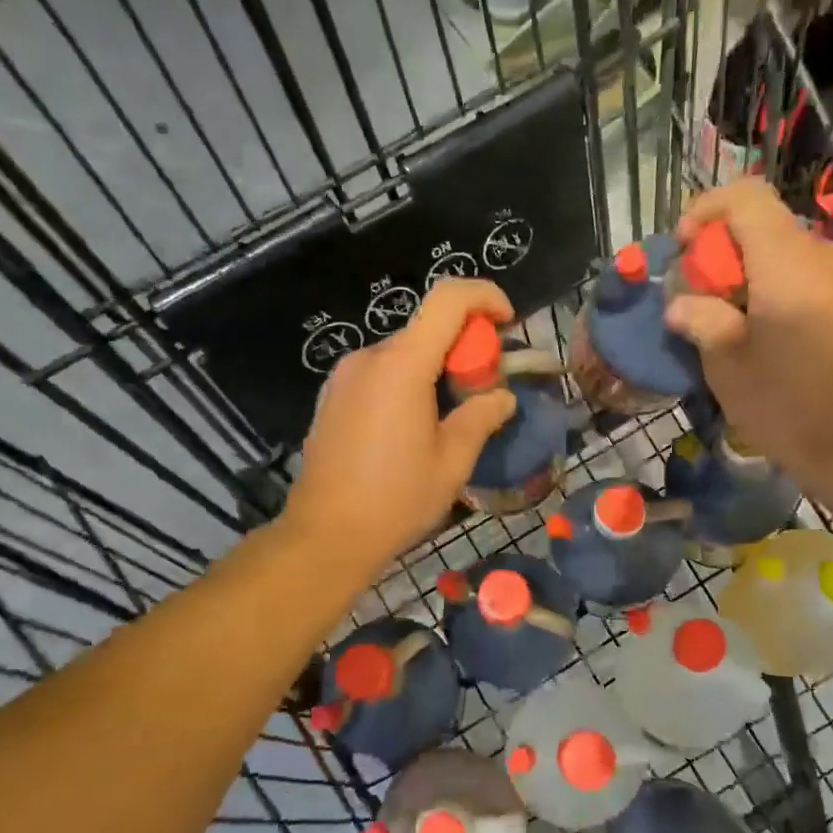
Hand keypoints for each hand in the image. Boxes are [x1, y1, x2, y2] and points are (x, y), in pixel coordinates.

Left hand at [284, 279, 519, 578]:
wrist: (325, 535)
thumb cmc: (396, 499)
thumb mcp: (452, 462)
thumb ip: (481, 417)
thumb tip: (502, 398)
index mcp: (402, 366)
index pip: (447, 299)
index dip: (483, 296)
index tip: (507, 321)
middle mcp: (368, 359)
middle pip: (425, 329)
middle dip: (463, 346)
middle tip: (484, 389)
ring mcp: (343, 377)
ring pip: (402, 353)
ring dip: (434, 368)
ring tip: (450, 416)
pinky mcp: (331, 398)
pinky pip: (379, 374)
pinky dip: (406, 382)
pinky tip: (413, 427)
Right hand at [664, 178, 832, 478]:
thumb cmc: (787, 405)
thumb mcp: (726, 365)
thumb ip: (701, 319)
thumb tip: (682, 305)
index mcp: (788, 262)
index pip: (746, 196)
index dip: (707, 209)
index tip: (684, 249)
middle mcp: (828, 257)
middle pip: (768, 228)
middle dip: (726, 253)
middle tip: (703, 298)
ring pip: (793, 256)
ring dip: (756, 275)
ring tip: (738, 323)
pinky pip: (817, 280)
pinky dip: (786, 291)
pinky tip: (777, 338)